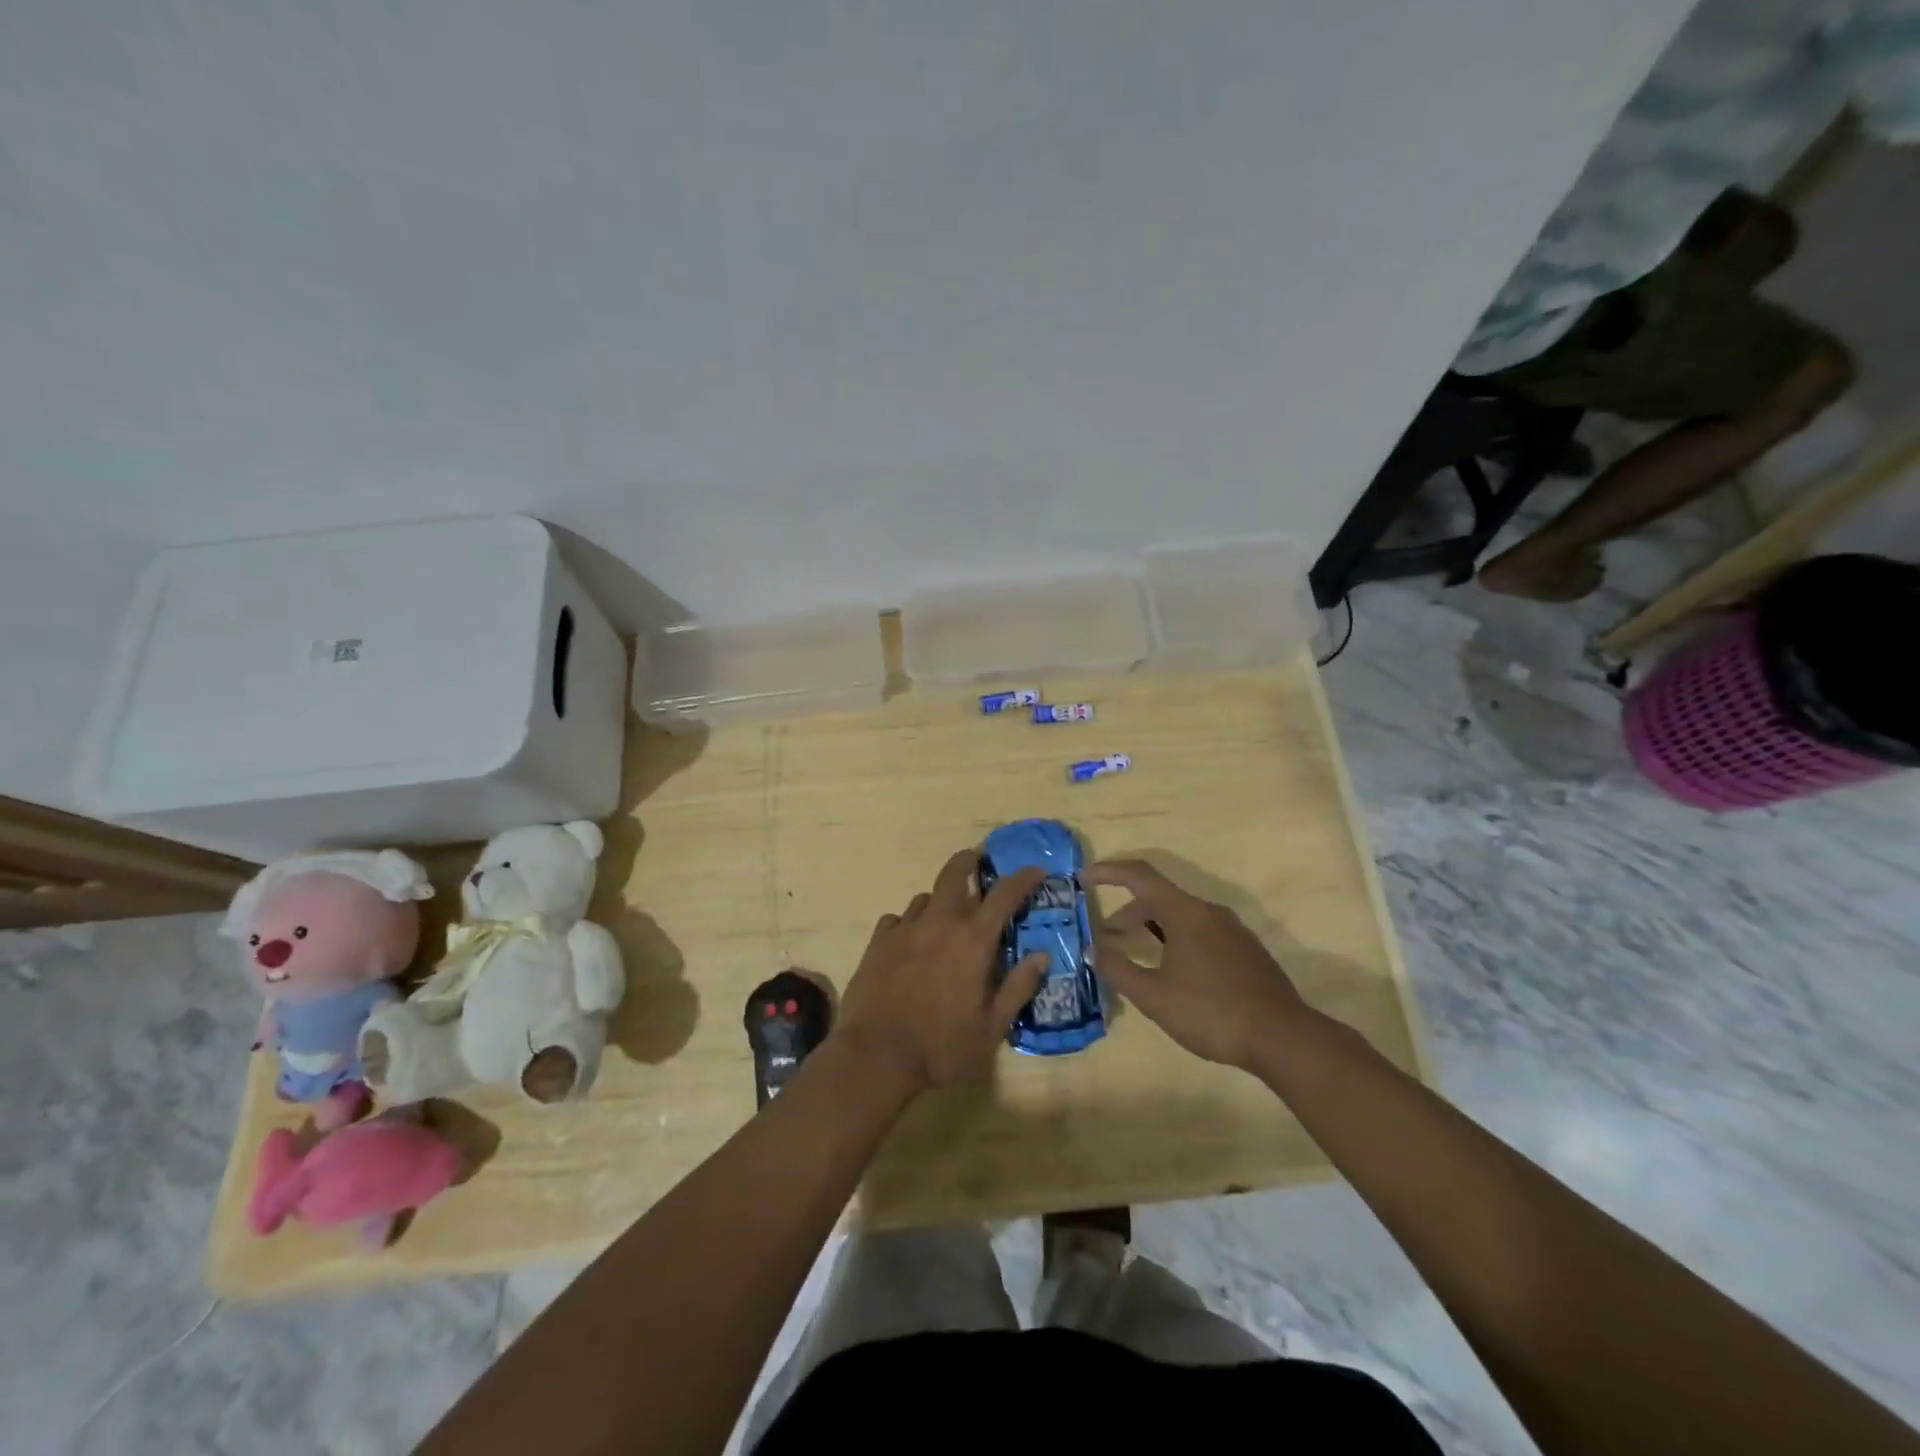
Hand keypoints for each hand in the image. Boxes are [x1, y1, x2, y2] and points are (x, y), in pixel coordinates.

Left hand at [836, 848, 1048, 1094]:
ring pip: (926, 897)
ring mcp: (905, 928)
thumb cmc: (942, 1045)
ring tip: (944, 918)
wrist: (876, 1055)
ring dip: (940, 901)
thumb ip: (1018, 987)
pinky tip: (910, 943)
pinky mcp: (878, 941)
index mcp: (973, 940)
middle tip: (978, 860)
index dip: (1024, 878)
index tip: (1036, 871)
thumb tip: (1041, 956)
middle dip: (969, 860)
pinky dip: (909, 924)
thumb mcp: (992, 1026)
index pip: (1005, 894)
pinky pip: (897, 919)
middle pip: (955, 872)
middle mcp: (939, 922)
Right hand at [1089, 859, 1308, 1073]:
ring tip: (1134, 953)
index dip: (1109, 872)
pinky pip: (1200, 930)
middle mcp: (1209, 911)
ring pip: (1181, 915)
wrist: (1284, 1038)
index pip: (1140, 875)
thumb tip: (1092, 949)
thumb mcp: (1154, 996)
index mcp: (1186, 913)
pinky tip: (1172, 970)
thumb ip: (1118, 969)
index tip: (1084, 879)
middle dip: (1127, 911)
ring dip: (1151, 926)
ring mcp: (1232, 930)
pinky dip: (1175, 938)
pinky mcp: (1245, 950)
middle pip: (1159, 897)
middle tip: (1106, 936)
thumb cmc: (1212, 1013)